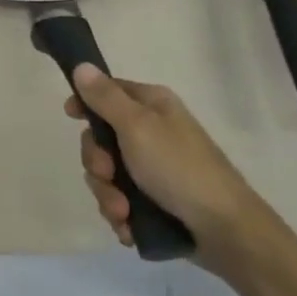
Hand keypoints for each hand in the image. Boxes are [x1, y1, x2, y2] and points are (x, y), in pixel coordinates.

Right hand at [65, 65, 281, 280]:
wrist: (225, 230)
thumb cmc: (179, 169)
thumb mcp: (137, 127)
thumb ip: (105, 97)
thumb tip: (82, 65)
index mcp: (152, 106)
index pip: (108, 91)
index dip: (86, 102)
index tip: (71, 117)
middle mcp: (152, 132)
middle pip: (101, 138)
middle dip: (97, 163)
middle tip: (108, 175)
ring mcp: (153, 168)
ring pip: (107, 174)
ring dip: (108, 195)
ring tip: (123, 213)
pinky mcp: (155, 199)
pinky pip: (120, 200)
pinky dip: (120, 214)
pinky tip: (129, 226)